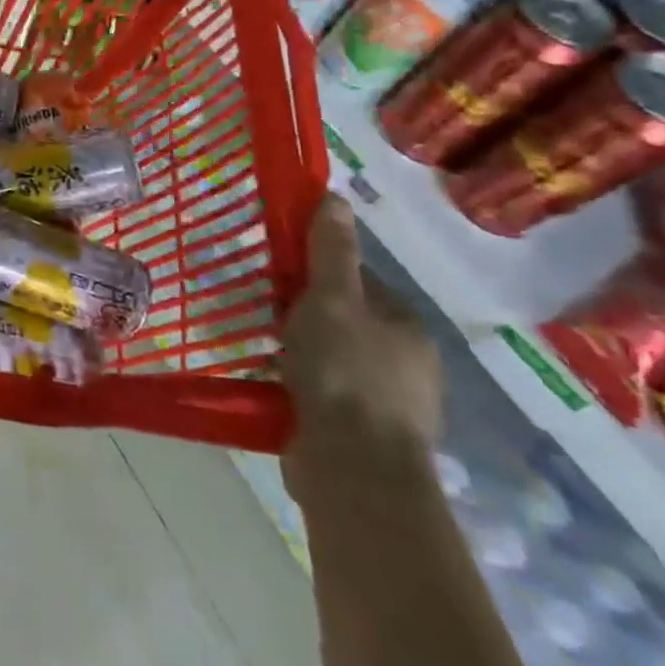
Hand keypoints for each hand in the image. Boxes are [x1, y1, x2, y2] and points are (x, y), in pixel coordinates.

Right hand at [280, 195, 441, 506]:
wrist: (353, 470)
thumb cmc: (344, 372)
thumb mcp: (332, 300)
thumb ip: (331, 251)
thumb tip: (336, 196)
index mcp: (405, 326)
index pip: (356, 281)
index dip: (315, 273)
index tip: (277, 276)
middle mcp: (405, 361)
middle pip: (344, 318)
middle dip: (304, 313)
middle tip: (263, 311)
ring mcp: (387, 402)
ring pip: (332, 356)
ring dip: (299, 350)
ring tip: (260, 347)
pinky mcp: (361, 433)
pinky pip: (323, 391)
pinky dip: (299, 383)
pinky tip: (272, 383)